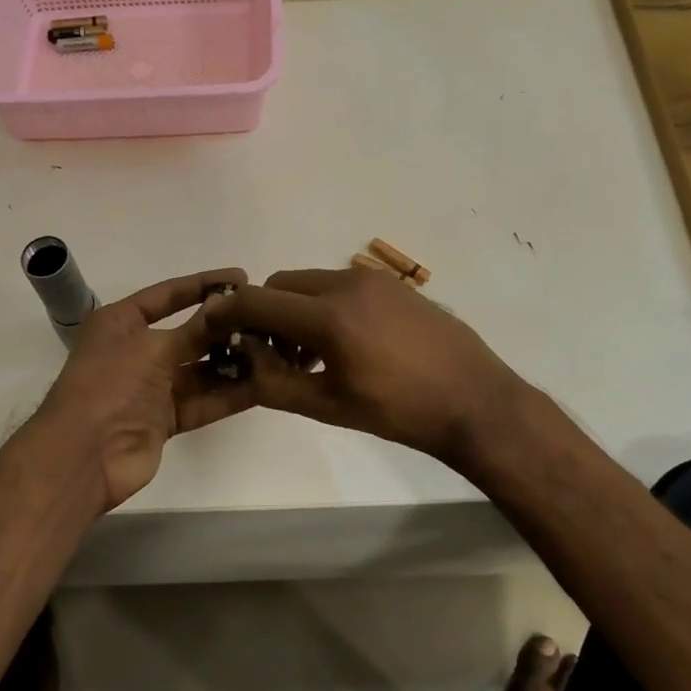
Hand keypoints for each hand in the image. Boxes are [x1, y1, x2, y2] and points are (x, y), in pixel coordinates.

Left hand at [33, 267, 252, 511]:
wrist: (84, 455)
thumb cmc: (110, 386)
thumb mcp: (153, 348)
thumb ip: (195, 329)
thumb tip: (228, 303)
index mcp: (121, 323)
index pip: (167, 295)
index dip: (203, 284)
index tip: (241, 277)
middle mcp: (136, 350)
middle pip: (188, 333)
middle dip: (224, 327)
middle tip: (266, 318)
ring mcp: (151, 387)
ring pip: (199, 370)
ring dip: (232, 362)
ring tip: (272, 350)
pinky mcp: (165, 419)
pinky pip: (203, 402)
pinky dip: (229, 395)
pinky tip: (263, 385)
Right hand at [203, 267, 527, 468]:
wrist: (473, 400)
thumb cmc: (398, 411)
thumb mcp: (327, 406)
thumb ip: (272, 381)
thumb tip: (243, 355)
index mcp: (328, 316)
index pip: (256, 300)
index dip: (228, 313)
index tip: (216, 331)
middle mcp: (347, 283)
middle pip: (281, 284)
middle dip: (265, 314)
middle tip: (272, 355)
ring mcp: (374, 280)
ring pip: (311, 283)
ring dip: (295, 310)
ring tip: (310, 356)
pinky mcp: (393, 285)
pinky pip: (341, 285)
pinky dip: (324, 306)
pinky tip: (343, 344)